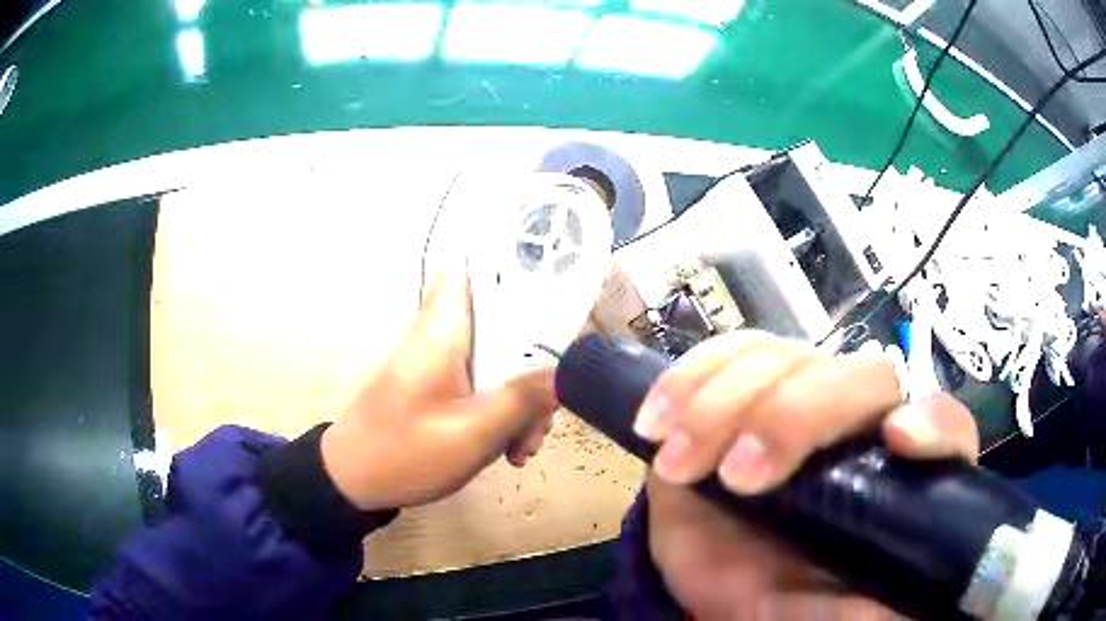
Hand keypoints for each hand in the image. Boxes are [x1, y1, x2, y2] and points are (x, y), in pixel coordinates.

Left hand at [320, 272, 557, 510]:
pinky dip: (501, 410)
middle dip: (534, 367)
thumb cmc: (404, 453)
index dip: (518, 276)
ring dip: (521, 399)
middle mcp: (441, 335)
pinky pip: (483, 384)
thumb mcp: (472, 433)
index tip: (556, 308)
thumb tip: (569, 372)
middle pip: (504, 325)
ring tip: (523, 447)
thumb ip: (523, 399)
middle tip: (543, 415)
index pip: (477, 270)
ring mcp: (440, 363)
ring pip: (498, 360)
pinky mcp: (439, 387)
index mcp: (443, 330)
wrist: (352, 482)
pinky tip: (509, 449)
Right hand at [637, 331, 978, 619]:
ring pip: (782, 357)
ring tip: (681, 461)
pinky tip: (657, 419)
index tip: (898, 443)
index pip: (944, 422)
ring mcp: (799, 398)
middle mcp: (859, 421)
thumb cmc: (789, 599)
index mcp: (897, 471)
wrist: (719, 584)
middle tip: (740, 477)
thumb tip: (906, 608)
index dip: (932, 422)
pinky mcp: (741, 392)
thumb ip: (875, 610)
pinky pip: (726, 354)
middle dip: (795, 417)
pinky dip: (688, 378)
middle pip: (857, 375)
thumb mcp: (836, 614)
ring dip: (723, 404)